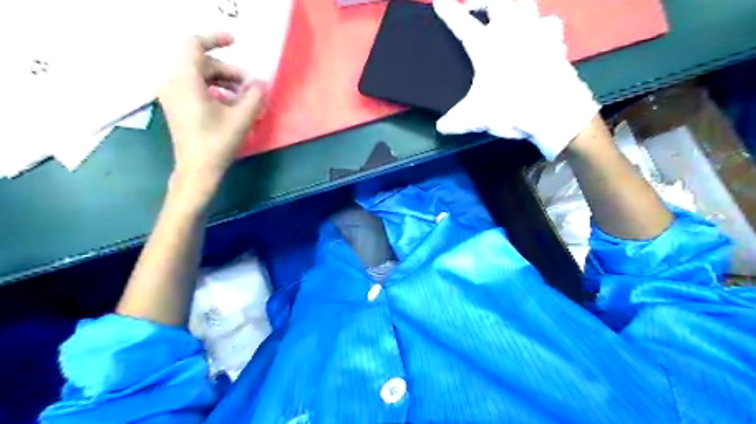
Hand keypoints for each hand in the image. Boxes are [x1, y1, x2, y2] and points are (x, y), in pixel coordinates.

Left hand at [157, 31, 266, 199]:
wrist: (197, 169)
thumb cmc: (217, 143)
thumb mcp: (242, 118)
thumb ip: (255, 96)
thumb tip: (261, 83)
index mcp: (185, 80)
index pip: (195, 45)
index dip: (215, 39)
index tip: (236, 42)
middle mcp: (174, 82)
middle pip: (204, 63)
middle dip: (231, 72)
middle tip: (252, 88)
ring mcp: (173, 95)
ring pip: (202, 76)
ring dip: (226, 83)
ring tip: (246, 99)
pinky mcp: (178, 105)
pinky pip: (197, 88)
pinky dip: (216, 91)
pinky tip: (233, 106)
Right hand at [434, 0, 599, 160]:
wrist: (554, 112)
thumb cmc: (510, 109)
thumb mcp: (475, 118)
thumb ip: (454, 121)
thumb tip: (441, 127)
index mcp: (486, 47)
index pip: (462, 23)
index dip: (448, 11)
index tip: (439, 1)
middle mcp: (511, 32)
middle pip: (497, 0)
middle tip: (474, 6)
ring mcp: (536, 33)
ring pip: (526, 3)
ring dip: (514, 6)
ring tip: (509, 17)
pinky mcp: (556, 43)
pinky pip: (549, 24)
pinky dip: (541, 27)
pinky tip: (538, 36)